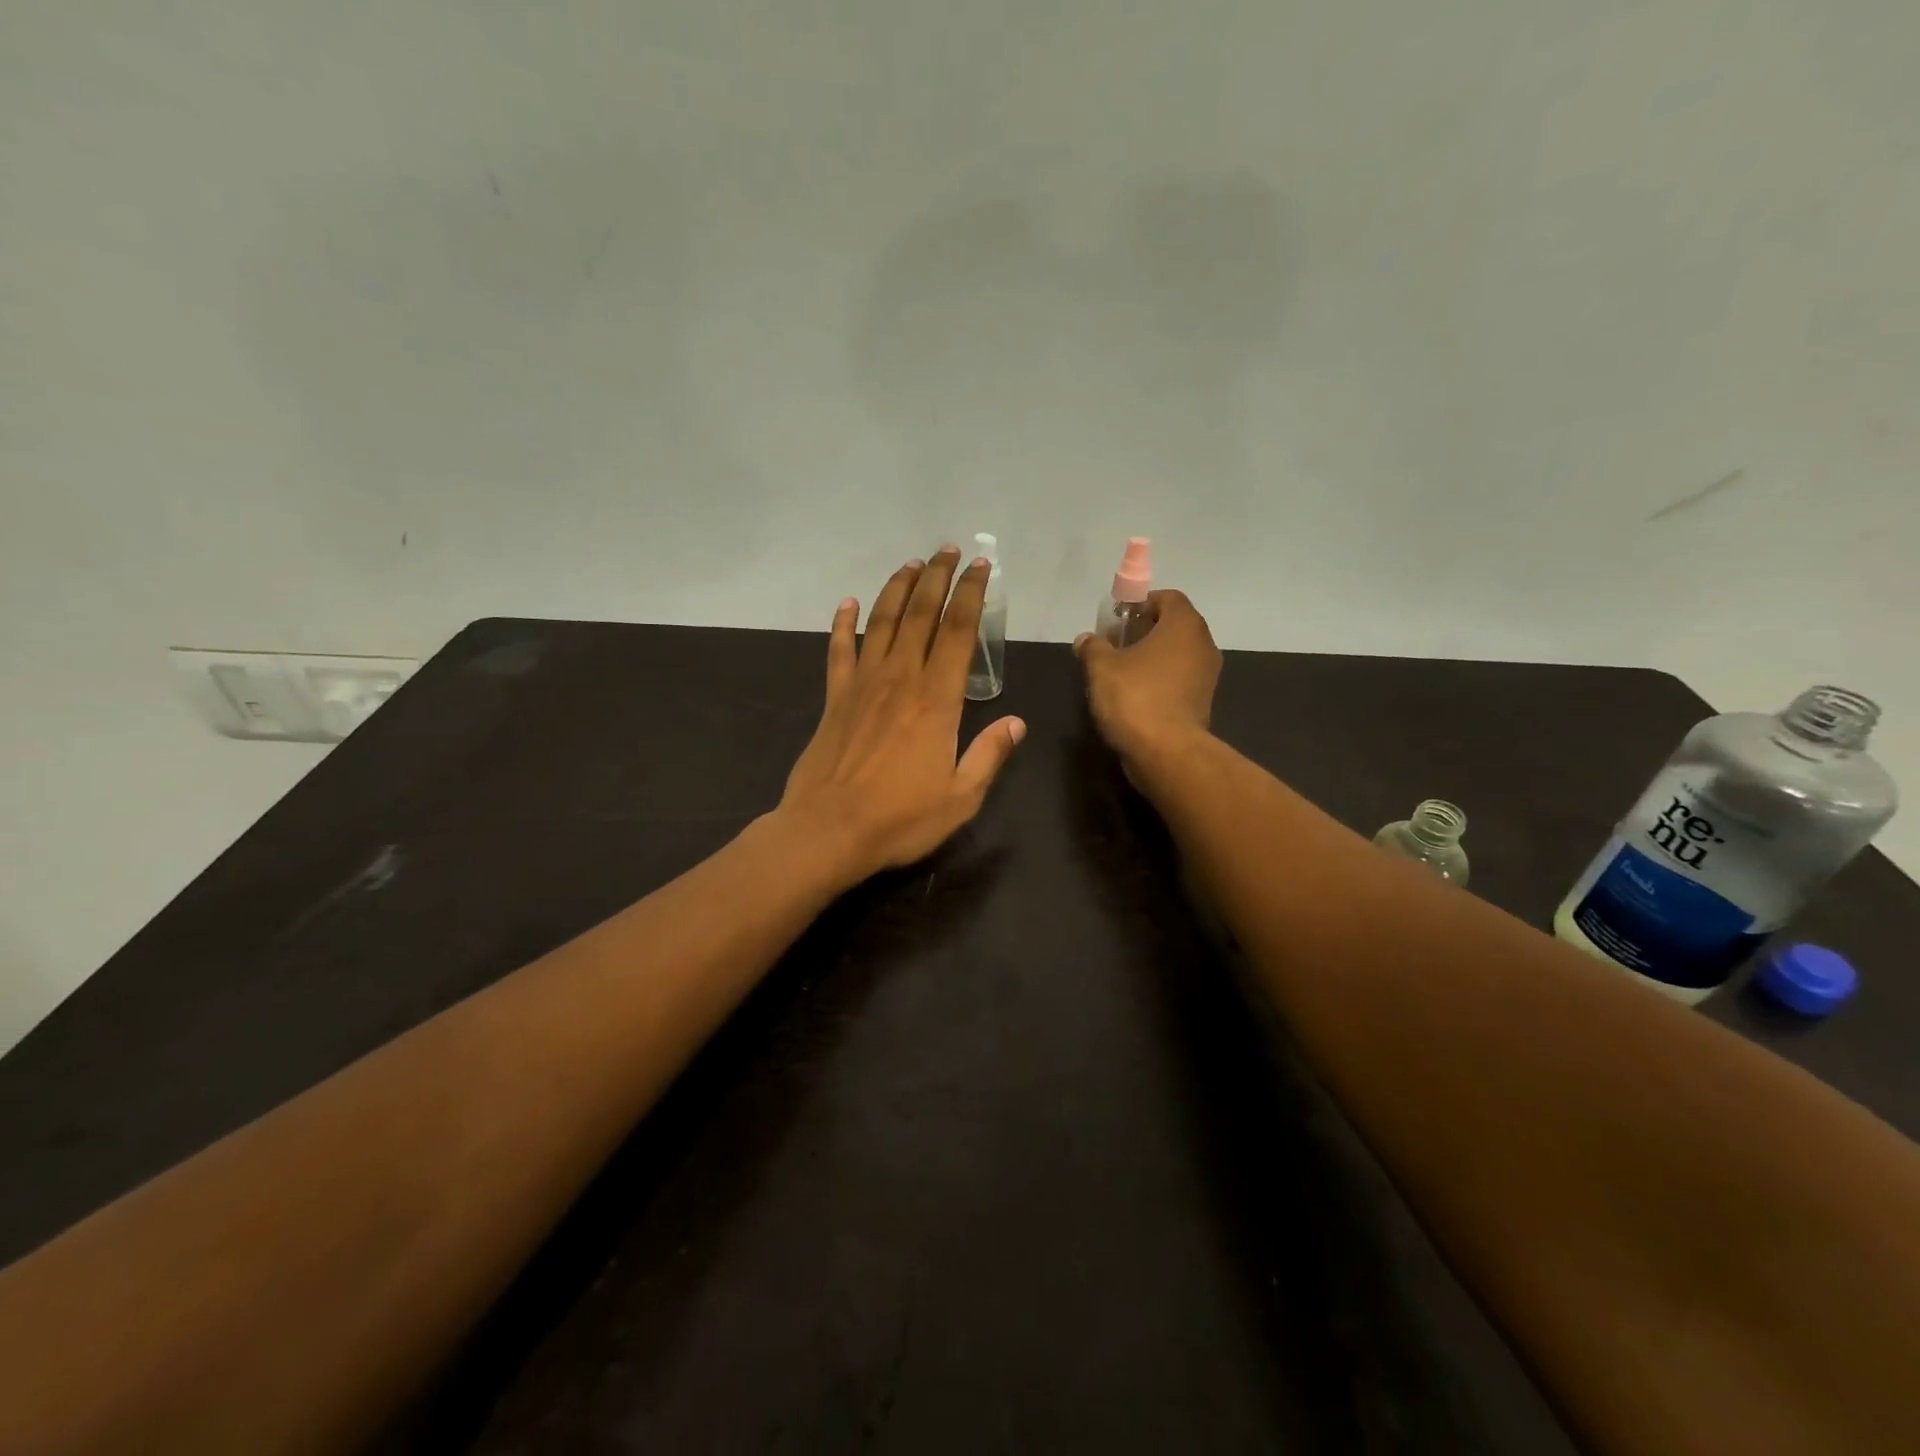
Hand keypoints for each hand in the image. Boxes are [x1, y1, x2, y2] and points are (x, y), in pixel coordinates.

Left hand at [777, 547, 1026, 885]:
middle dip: (937, 578)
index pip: (959, 632)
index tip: (981, 568)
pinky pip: (839, 651)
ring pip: (881, 623)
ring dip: (897, 590)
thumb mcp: (961, 797)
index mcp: (936, 700)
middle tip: (948, 550)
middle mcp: (900, 679)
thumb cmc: (900, 818)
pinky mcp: (834, 698)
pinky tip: (847, 603)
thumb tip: (1016, 723)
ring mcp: (862, 685)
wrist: (828, 831)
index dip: (971, 595)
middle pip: (920, 615)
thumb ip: (989, 755)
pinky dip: (842, 624)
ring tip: (911, 565)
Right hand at [1074, 590, 1221, 766]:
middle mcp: (1203, 645)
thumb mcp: (1101, 667)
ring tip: (1122, 672)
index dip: (1142, 603)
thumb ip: (1093, 647)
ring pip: (1178, 655)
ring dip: (1153, 658)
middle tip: (1115, 645)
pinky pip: (1179, 680)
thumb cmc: (1134, 697)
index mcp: (1184, 625)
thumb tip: (1086, 640)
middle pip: (1174, 626)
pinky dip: (1161, 681)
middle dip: (1145, 631)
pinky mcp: (1202, 702)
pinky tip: (1136, 696)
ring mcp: (1207, 676)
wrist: (1166, 752)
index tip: (1118, 620)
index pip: (1168, 597)